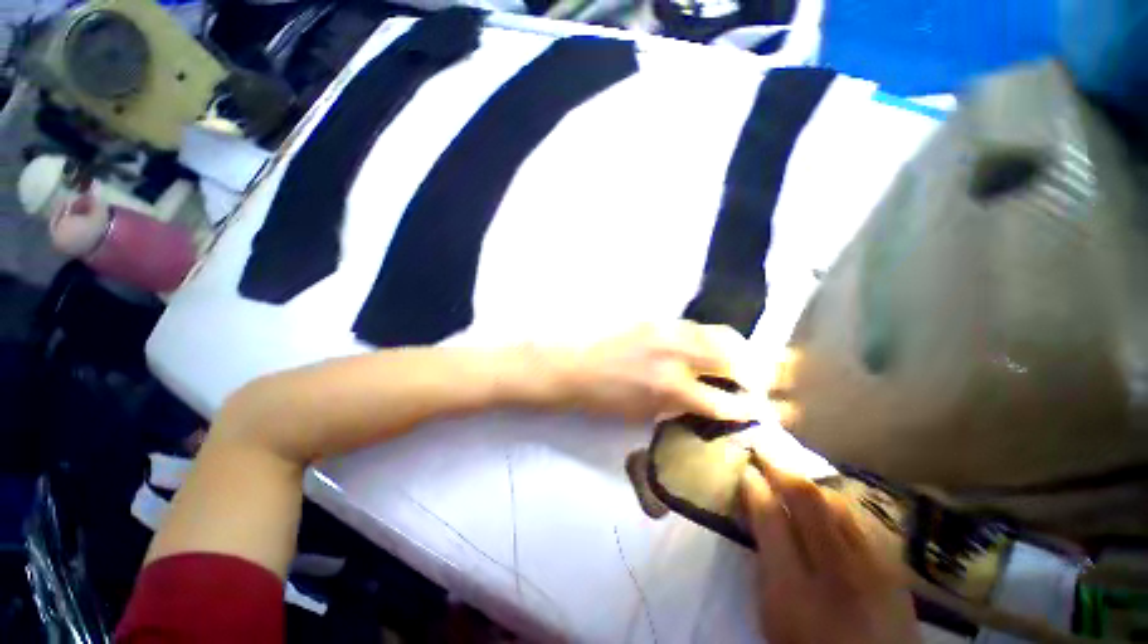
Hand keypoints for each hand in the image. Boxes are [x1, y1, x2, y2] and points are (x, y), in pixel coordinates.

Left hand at [551, 321, 761, 421]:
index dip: (748, 409)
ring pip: (719, 334)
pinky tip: (708, 347)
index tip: (760, 412)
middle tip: (756, 384)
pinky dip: (711, 338)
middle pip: (733, 358)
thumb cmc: (604, 399)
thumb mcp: (643, 414)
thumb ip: (679, 407)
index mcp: (670, 389)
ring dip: (737, 351)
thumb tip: (708, 403)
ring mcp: (667, 331)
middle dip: (754, 374)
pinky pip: (696, 326)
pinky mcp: (657, 319)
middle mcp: (675, 355)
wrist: (572, 366)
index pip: (724, 401)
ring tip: (740, 362)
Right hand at [740, 454, 919, 643]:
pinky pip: (859, 520)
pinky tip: (826, 502)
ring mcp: (872, 566)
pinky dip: (835, 503)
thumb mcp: (772, 614)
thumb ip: (763, 562)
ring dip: (808, 482)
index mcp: (793, 589)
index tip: (745, 469)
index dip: (754, 486)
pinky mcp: (894, 567)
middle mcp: (835, 571)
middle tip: (763, 451)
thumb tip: (756, 515)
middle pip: (807, 499)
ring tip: (791, 473)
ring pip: (836, 502)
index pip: (769, 518)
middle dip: (780, 467)